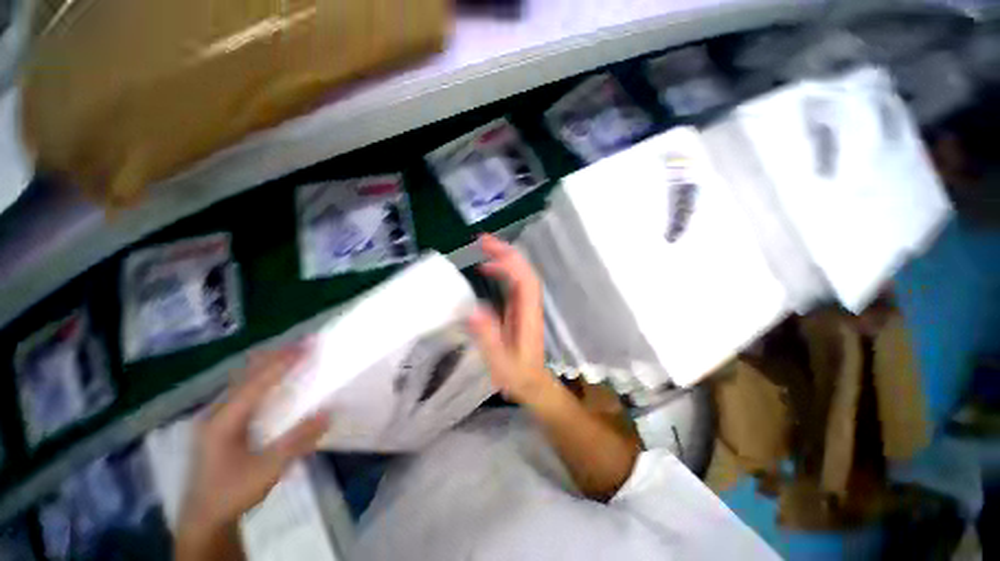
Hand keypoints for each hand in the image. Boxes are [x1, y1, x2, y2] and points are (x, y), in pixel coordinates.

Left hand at [177, 346, 328, 539]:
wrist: (204, 517)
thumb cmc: (232, 493)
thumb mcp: (267, 471)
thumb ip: (297, 441)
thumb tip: (329, 412)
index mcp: (222, 421)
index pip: (256, 383)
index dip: (283, 362)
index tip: (307, 345)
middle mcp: (216, 412)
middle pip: (247, 374)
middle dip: (277, 356)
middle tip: (305, 343)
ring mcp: (216, 417)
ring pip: (244, 380)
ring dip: (270, 364)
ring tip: (295, 353)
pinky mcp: (221, 423)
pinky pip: (244, 390)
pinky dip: (263, 377)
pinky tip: (276, 379)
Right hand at [468, 234, 556, 405]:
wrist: (533, 384)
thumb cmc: (517, 375)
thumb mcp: (500, 362)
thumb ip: (488, 338)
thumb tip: (472, 310)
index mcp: (528, 315)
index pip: (524, 280)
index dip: (510, 261)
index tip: (488, 250)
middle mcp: (529, 305)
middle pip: (524, 271)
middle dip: (506, 252)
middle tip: (482, 240)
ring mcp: (526, 305)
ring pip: (520, 274)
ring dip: (504, 258)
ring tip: (483, 248)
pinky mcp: (520, 309)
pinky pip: (513, 282)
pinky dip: (502, 271)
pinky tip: (487, 270)